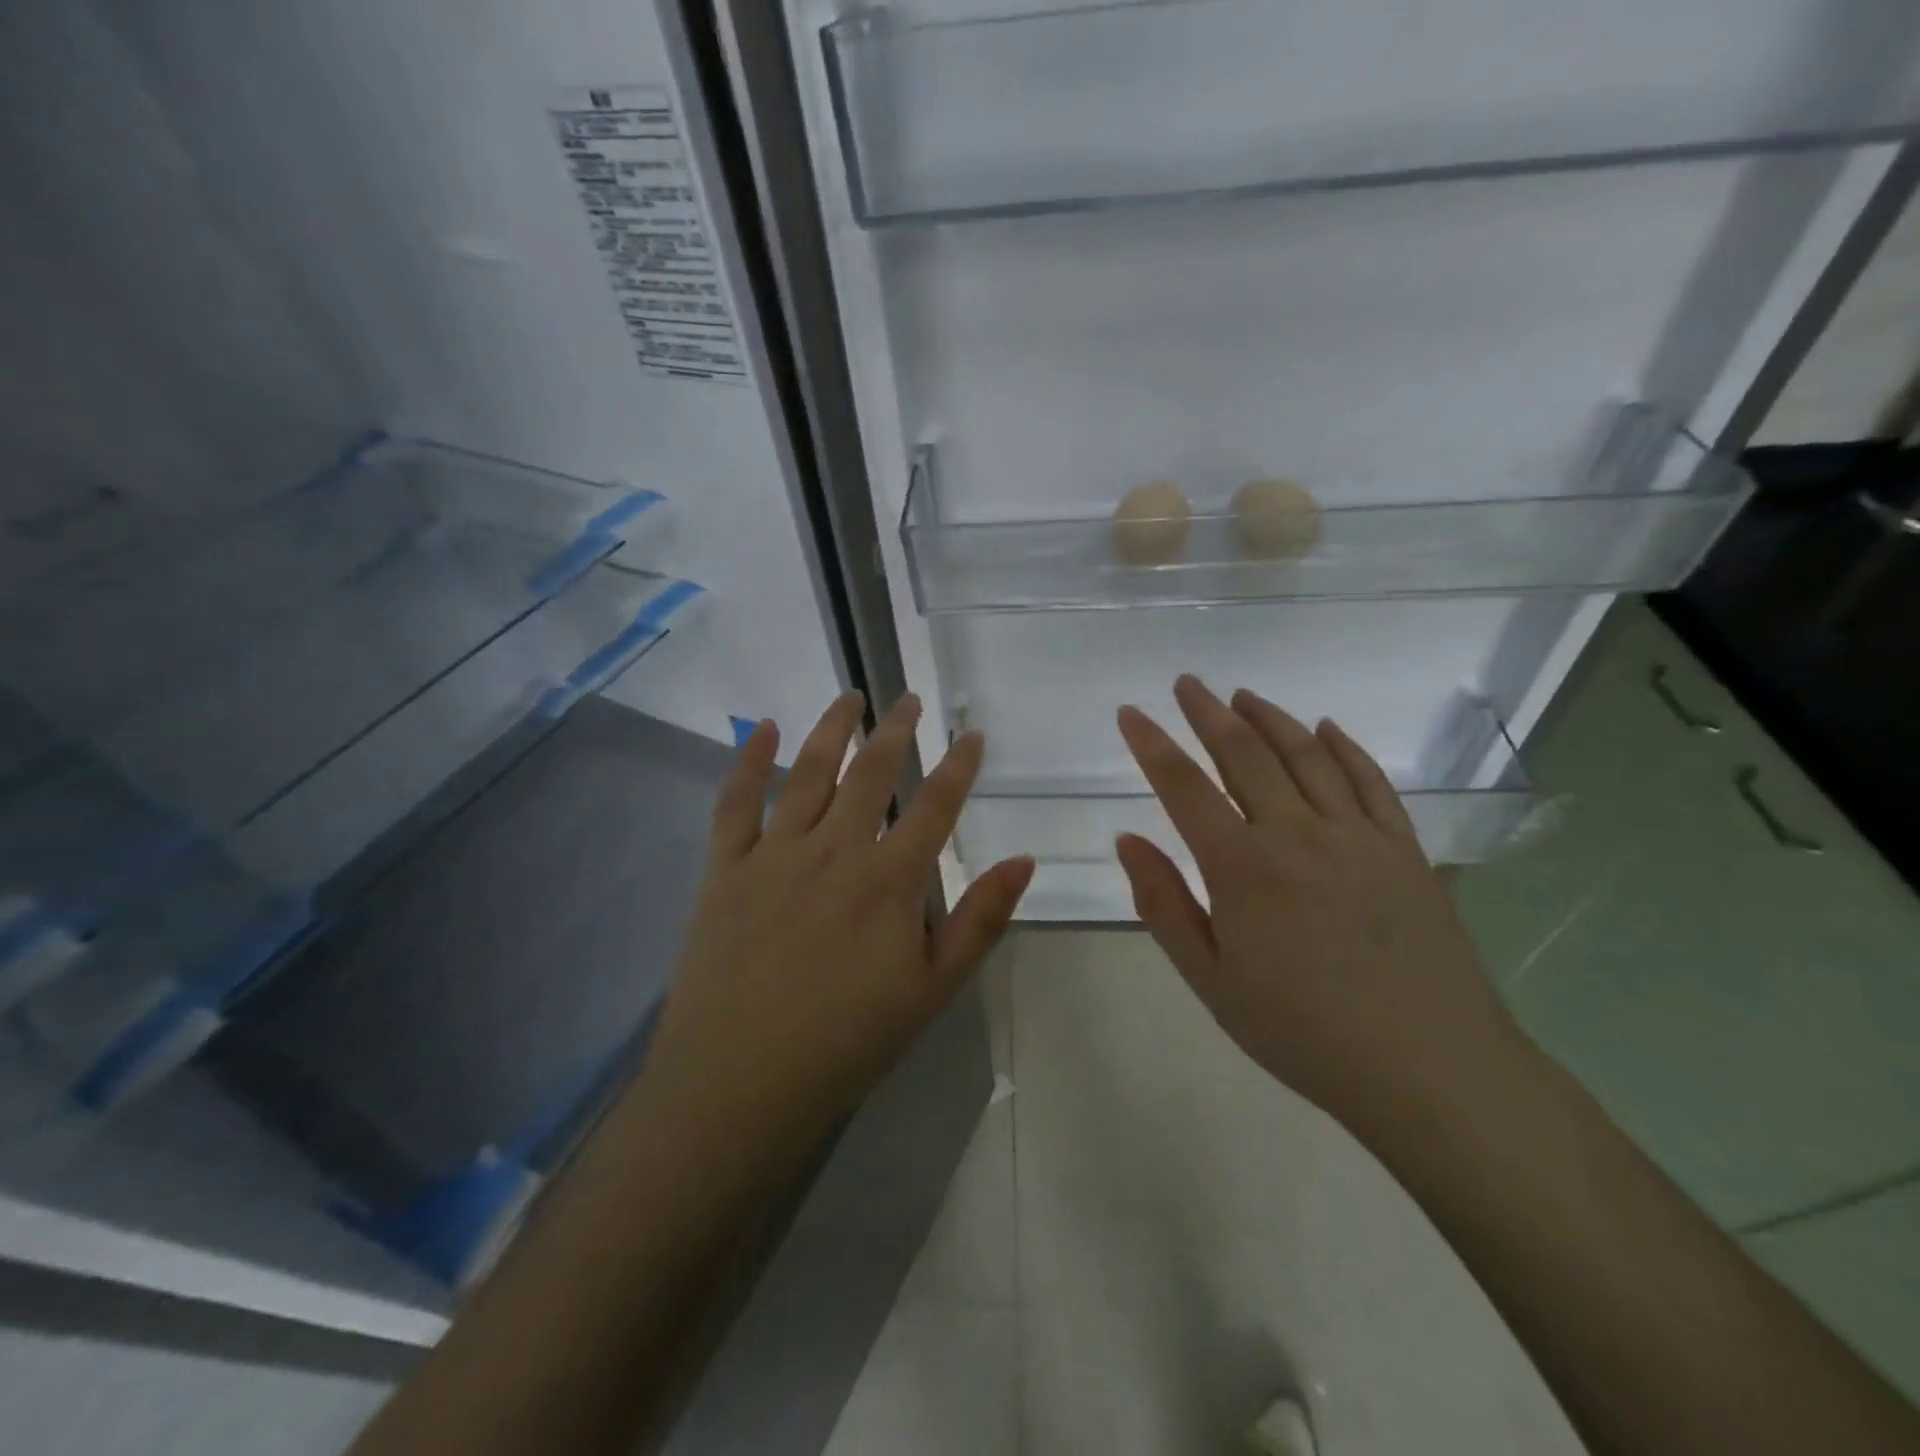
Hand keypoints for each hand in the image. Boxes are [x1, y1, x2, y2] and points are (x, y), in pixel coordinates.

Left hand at [638, 693, 1033, 1161]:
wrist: (740, 1082)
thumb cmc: (847, 1041)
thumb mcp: (932, 990)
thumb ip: (980, 920)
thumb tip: (1023, 860)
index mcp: (888, 880)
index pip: (935, 806)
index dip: (958, 766)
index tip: (972, 735)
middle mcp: (835, 850)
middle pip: (872, 774)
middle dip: (896, 732)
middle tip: (910, 700)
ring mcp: (776, 854)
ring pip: (810, 773)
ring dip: (833, 729)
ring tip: (851, 698)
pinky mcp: (727, 868)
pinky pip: (737, 802)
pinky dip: (751, 761)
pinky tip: (764, 729)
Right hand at [1114, 676, 1523, 1140]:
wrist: (1430, 1070)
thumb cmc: (1304, 1032)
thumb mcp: (1211, 981)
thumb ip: (1164, 905)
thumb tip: (1128, 841)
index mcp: (1241, 867)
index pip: (1184, 787)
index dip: (1152, 745)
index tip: (1130, 713)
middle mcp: (1296, 833)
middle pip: (1243, 754)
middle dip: (1208, 713)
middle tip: (1187, 684)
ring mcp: (1357, 835)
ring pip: (1305, 755)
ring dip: (1269, 718)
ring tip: (1242, 696)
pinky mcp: (1403, 848)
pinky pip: (1369, 781)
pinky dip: (1344, 747)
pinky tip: (1325, 728)